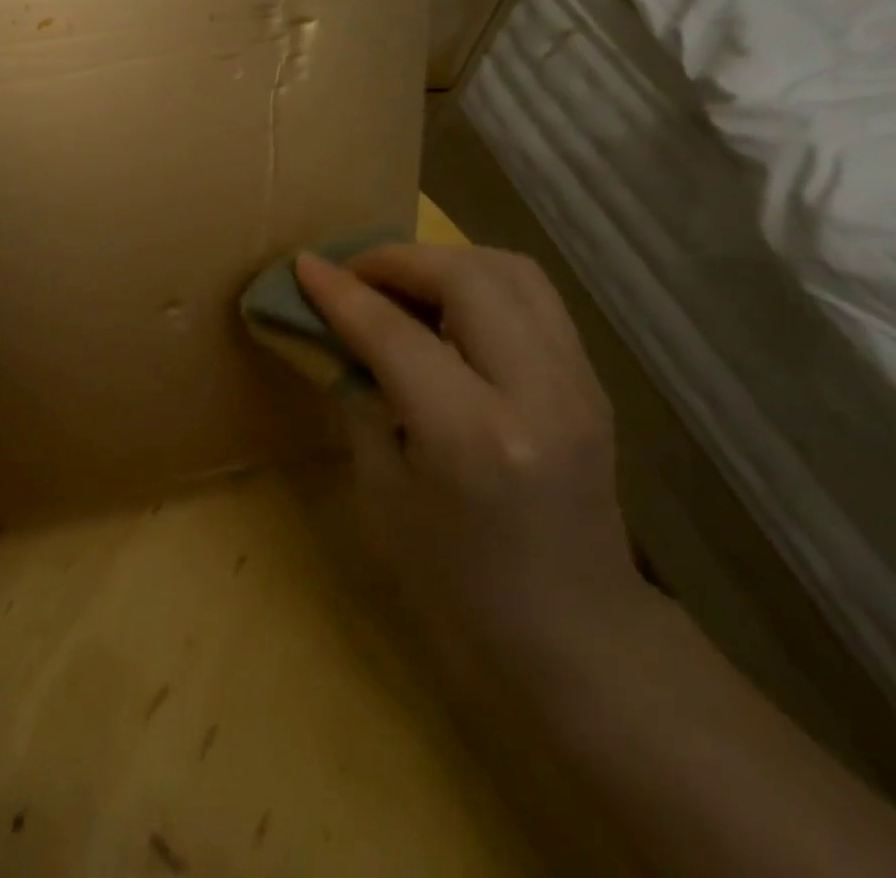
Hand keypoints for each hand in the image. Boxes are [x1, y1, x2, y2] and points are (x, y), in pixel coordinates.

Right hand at [294, 245, 648, 671]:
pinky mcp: (591, 380)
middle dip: (397, 259)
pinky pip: (532, 296)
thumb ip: (360, 396)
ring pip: (510, 270)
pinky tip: (446, 308)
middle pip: (466, 277)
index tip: (304, 264)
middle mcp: (537, 393)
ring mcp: (577, 382)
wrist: (575, 636)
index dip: (341, 292)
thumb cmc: (456, 580)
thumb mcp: (383, 490)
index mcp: (472, 436)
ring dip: (444, 260)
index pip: (395, 333)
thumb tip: (334, 331)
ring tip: (399, 282)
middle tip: (353, 273)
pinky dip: (479, 281)